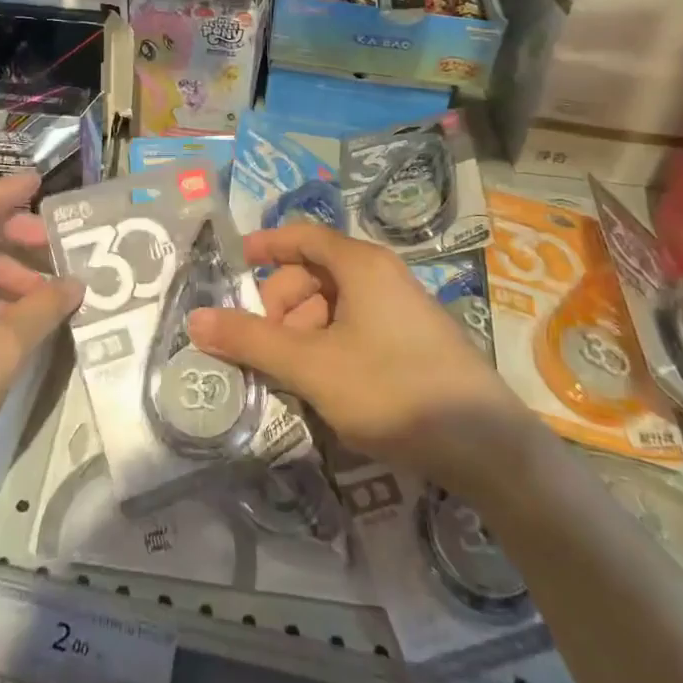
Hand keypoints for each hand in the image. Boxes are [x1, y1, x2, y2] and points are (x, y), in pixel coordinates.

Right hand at [187, 223, 521, 484]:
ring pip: (335, 302)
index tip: (235, 264)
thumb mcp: (311, 366)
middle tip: (266, 345)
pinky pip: (357, 324)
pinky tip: (327, 384)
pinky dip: (330, 343)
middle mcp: (382, 274)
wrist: (487, 447)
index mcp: (360, 264)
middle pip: (315, 272)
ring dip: (304, 330)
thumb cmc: (392, 390)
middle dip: (282, 303)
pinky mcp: (414, 339)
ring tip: (294, 373)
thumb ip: (251, 341)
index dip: (266, 245)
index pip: (302, 235)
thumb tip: (195, 320)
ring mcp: (402, 307)